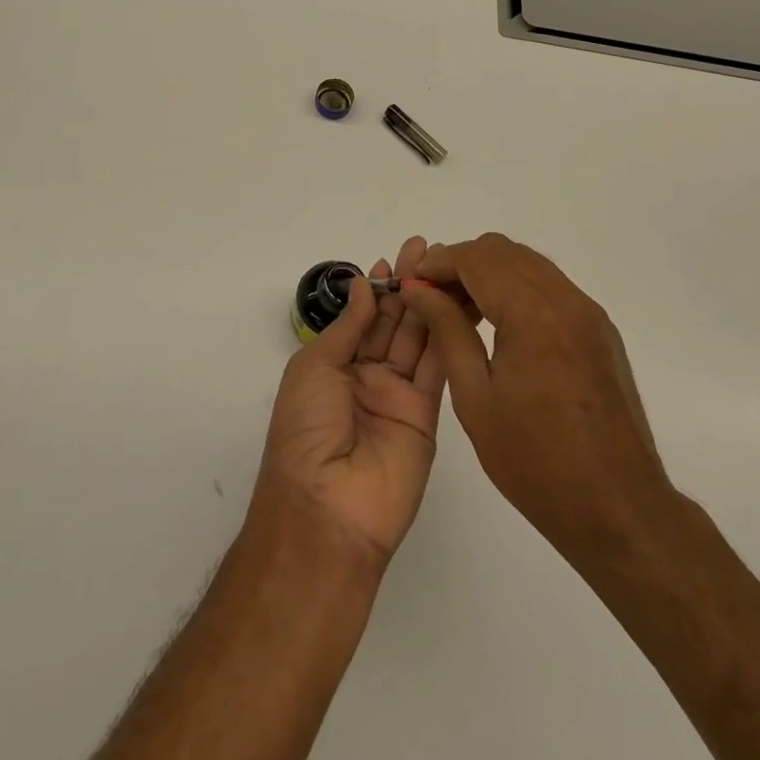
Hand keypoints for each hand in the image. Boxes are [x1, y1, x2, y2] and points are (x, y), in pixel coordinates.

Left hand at [250, 236, 445, 567]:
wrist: (327, 509)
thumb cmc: (306, 430)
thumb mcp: (314, 368)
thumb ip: (347, 326)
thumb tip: (364, 285)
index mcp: (334, 366)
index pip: (362, 318)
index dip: (377, 288)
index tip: (394, 259)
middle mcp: (367, 377)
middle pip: (392, 323)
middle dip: (407, 286)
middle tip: (425, 250)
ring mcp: (398, 395)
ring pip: (417, 339)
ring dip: (429, 303)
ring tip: (444, 268)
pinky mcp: (426, 414)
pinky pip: (436, 367)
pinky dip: (445, 334)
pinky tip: (453, 304)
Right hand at [399, 234, 679, 567]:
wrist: (620, 510)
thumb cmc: (537, 463)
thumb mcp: (476, 399)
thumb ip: (447, 332)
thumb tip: (418, 291)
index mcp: (533, 316)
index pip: (476, 259)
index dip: (438, 263)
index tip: (411, 284)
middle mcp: (566, 300)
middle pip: (503, 251)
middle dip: (461, 263)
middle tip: (433, 296)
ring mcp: (588, 312)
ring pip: (528, 263)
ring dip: (489, 273)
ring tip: (460, 310)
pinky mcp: (599, 329)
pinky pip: (550, 285)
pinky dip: (517, 287)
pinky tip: (499, 324)